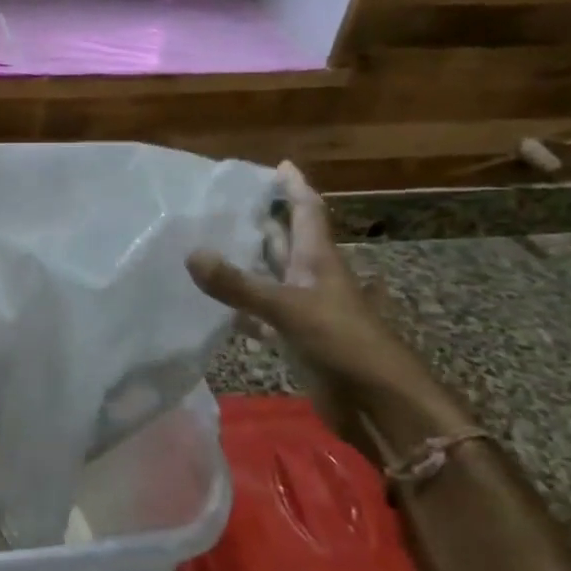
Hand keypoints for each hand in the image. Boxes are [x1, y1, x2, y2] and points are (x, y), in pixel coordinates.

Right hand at [187, 162, 443, 458]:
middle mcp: (310, 278)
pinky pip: (259, 315)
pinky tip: (212, 304)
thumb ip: (239, 285)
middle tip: (223, 203)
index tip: (279, 165)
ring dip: (245, 263)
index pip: (307, 211)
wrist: (379, 405)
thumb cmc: (343, 343)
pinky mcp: (294, 339)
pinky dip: (238, 308)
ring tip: (205, 244)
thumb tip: (191, 253)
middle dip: (261, 221)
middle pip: (285, 241)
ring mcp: (303, 310)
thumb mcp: (289, 309)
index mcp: (318, 260)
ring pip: (269, 277)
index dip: (295, 187)